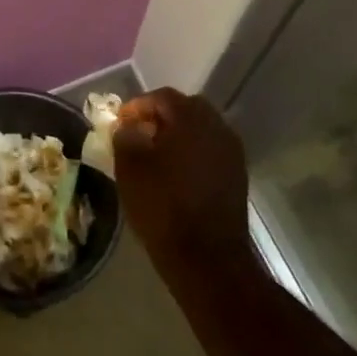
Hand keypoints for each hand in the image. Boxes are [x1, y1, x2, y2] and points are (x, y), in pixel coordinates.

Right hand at [113, 88, 254, 273]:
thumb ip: (125, 138)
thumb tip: (128, 128)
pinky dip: (191, 154)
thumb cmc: (163, 207)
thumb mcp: (130, 170)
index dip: (137, 106)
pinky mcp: (237, 176)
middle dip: (160, 117)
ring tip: (154, 156)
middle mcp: (217, 127)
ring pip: (200, 131)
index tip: (119, 123)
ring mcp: (232, 152)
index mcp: (191, 119)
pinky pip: (210, 152)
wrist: (207, 258)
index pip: (162, 97)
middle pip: (186, 110)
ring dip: (177, 136)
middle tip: (137, 134)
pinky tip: (175, 175)